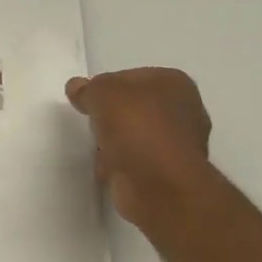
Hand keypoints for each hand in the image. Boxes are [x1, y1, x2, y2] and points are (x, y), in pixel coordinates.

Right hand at [66, 67, 215, 232]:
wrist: (159, 184)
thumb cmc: (136, 126)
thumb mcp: (102, 93)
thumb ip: (88, 88)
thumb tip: (77, 87)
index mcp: (175, 84)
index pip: (132, 77)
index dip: (106, 86)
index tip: (88, 99)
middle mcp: (184, 111)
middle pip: (135, 107)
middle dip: (112, 115)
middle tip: (92, 121)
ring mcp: (179, 145)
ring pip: (136, 135)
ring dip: (116, 141)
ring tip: (97, 147)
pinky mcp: (169, 173)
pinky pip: (137, 161)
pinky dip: (121, 164)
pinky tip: (106, 168)